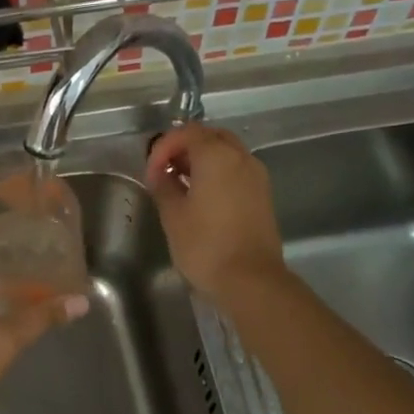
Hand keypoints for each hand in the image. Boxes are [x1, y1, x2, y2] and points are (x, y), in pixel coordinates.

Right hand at [146, 124, 286, 308]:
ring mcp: (256, 175)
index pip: (186, 133)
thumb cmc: (205, 245)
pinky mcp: (263, 194)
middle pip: (210, 136)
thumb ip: (164, 185)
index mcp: (217, 156)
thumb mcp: (173, 215)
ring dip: (202, 159)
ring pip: (226, 151)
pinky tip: (201, 196)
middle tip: (165, 169)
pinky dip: (217, 172)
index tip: (151, 172)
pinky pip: (236, 169)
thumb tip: (160, 173)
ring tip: (180, 183)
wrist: (251, 280)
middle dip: (184, 147)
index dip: (163, 148)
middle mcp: (241, 157)